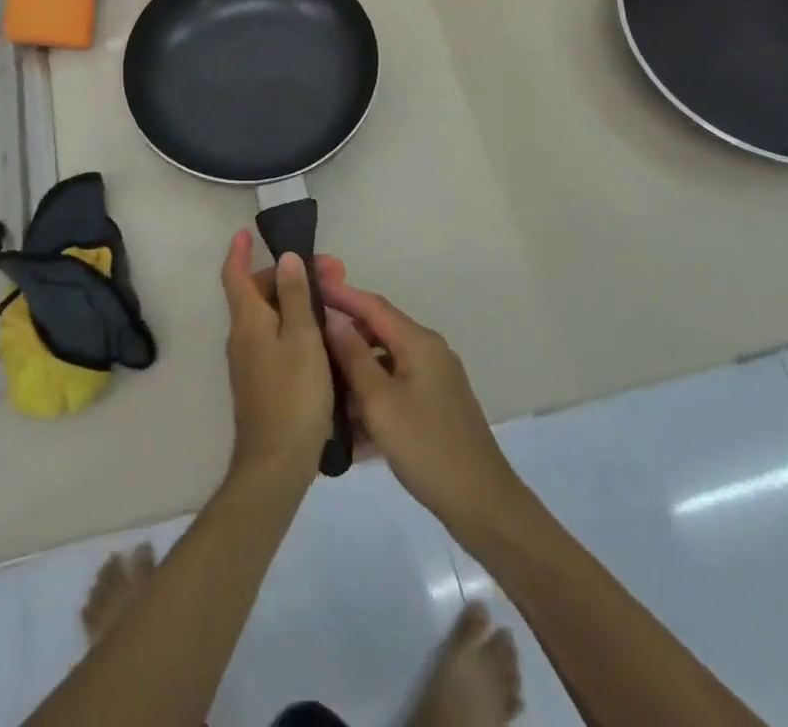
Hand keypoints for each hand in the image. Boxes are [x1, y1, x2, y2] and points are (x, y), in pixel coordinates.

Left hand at [221, 230, 338, 486]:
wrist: (276, 464)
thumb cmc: (293, 395)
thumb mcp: (302, 338)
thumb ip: (294, 296)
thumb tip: (286, 258)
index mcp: (248, 321)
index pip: (235, 275)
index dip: (239, 251)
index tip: (247, 231)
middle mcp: (243, 336)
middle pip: (260, 293)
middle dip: (291, 275)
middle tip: (334, 271)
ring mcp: (251, 361)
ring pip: (271, 316)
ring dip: (298, 300)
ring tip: (334, 299)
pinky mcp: (263, 381)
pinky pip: (276, 337)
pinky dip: (296, 324)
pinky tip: (324, 334)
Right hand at [321, 281, 527, 539]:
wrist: (481, 503)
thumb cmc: (427, 447)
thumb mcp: (381, 402)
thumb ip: (354, 357)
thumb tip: (333, 318)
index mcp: (419, 342)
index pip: (373, 305)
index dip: (341, 293)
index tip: (311, 284)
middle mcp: (429, 352)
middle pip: (379, 332)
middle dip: (344, 336)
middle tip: (306, 339)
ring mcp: (434, 380)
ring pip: (385, 364)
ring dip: (355, 373)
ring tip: (319, 383)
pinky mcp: (435, 406)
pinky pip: (395, 389)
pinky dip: (372, 398)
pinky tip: (346, 423)